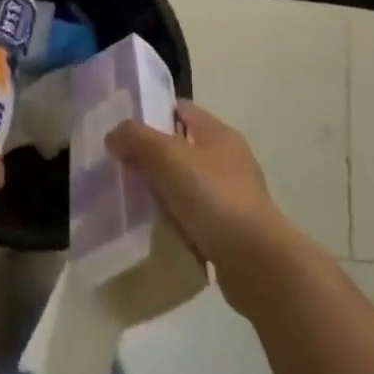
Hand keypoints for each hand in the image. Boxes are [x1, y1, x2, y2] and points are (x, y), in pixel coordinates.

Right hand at [107, 101, 300, 307]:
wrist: (258, 264)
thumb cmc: (214, 199)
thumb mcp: (168, 158)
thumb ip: (136, 139)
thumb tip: (114, 135)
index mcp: (218, 133)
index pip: (180, 109)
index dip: (151, 114)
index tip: (123, 132)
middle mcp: (229, 158)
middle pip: (181, 148)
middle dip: (152, 158)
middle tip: (122, 170)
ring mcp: (234, 196)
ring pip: (187, 185)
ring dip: (164, 193)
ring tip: (134, 205)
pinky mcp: (233, 231)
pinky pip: (196, 218)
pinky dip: (177, 223)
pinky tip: (158, 233)